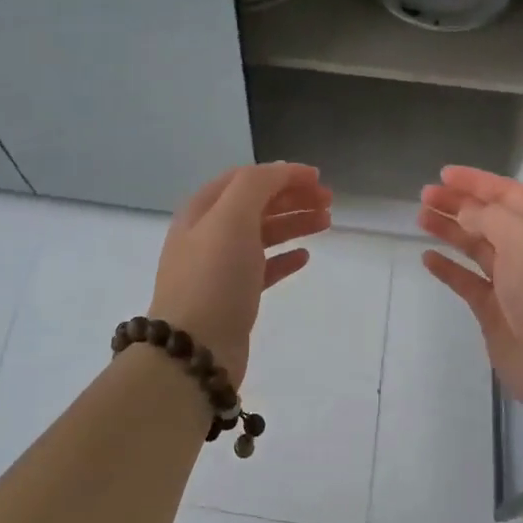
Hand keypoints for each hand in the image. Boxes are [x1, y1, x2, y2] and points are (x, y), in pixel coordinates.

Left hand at [149, 162, 332, 386]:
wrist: (194, 351)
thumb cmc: (213, 277)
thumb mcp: (232, 218)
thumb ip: (256, 186)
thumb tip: (281, 171)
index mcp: (202, 210)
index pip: (246, 178)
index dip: (282, 174)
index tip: (318, 178)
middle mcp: (207, 234)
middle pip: (255, 204)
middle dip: (292, 197)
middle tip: (329, 201)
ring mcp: (219, 268)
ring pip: (262, 234)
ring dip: (293, 223)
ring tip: (326, 223)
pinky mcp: (232, 298)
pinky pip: (263, 268)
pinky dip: (284, 257)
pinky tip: (305, 256)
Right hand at [419, 165, 522, 421]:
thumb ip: (490, 218)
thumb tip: (467, 212)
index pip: (510, 194)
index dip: (477, 182)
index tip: (444, 174)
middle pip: (491, 219)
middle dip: (459, 204)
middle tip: (425, 195)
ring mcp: (515, 284)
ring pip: (478, 248)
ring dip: (451, 231)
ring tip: (421, 217)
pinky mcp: (497, 312)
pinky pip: (468, 282)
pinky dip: (449, 269)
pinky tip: (428, 258)